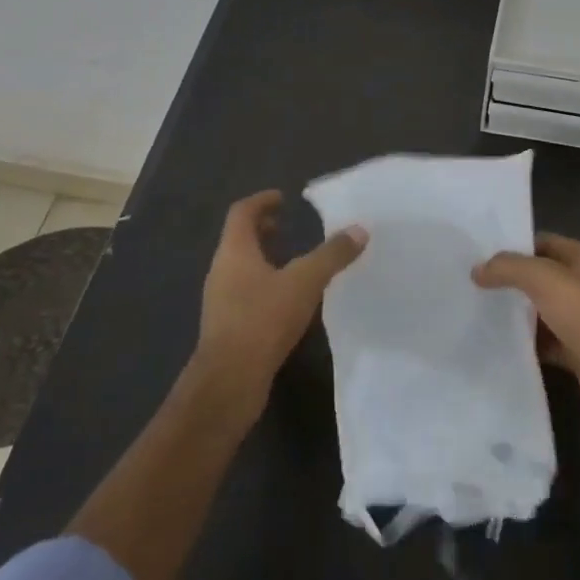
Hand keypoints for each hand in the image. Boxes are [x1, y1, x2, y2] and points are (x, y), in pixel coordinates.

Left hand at [194, 190, 365, 420]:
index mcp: (235, 251)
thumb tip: (359, 229)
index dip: (261, 201)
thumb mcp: (305, 282)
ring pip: (241, 268)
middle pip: (239, 239)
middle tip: (287, 226)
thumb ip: (332, 254)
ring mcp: (220, 301)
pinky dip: (264, 284)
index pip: (242, 212)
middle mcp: (222, 270)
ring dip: (264, 258)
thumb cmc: (262, 320)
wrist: (228, 382)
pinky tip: (287, 300)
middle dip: (262, 229)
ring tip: (292, 261)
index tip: (282, 198)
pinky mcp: (226, 327)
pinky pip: (244, 293)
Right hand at [473, 233, 579, 428]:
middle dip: (513, 280)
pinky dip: (529, 343)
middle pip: (543, 276)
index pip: (544, 242)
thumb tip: (477, 270)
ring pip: (544, 310)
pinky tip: (503, 345)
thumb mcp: (543, 279)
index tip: (482, 255)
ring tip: (481, 312)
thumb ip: (509, 268)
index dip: (515, 246)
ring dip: (519, 313)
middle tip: (476, 284)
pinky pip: (548, 342)